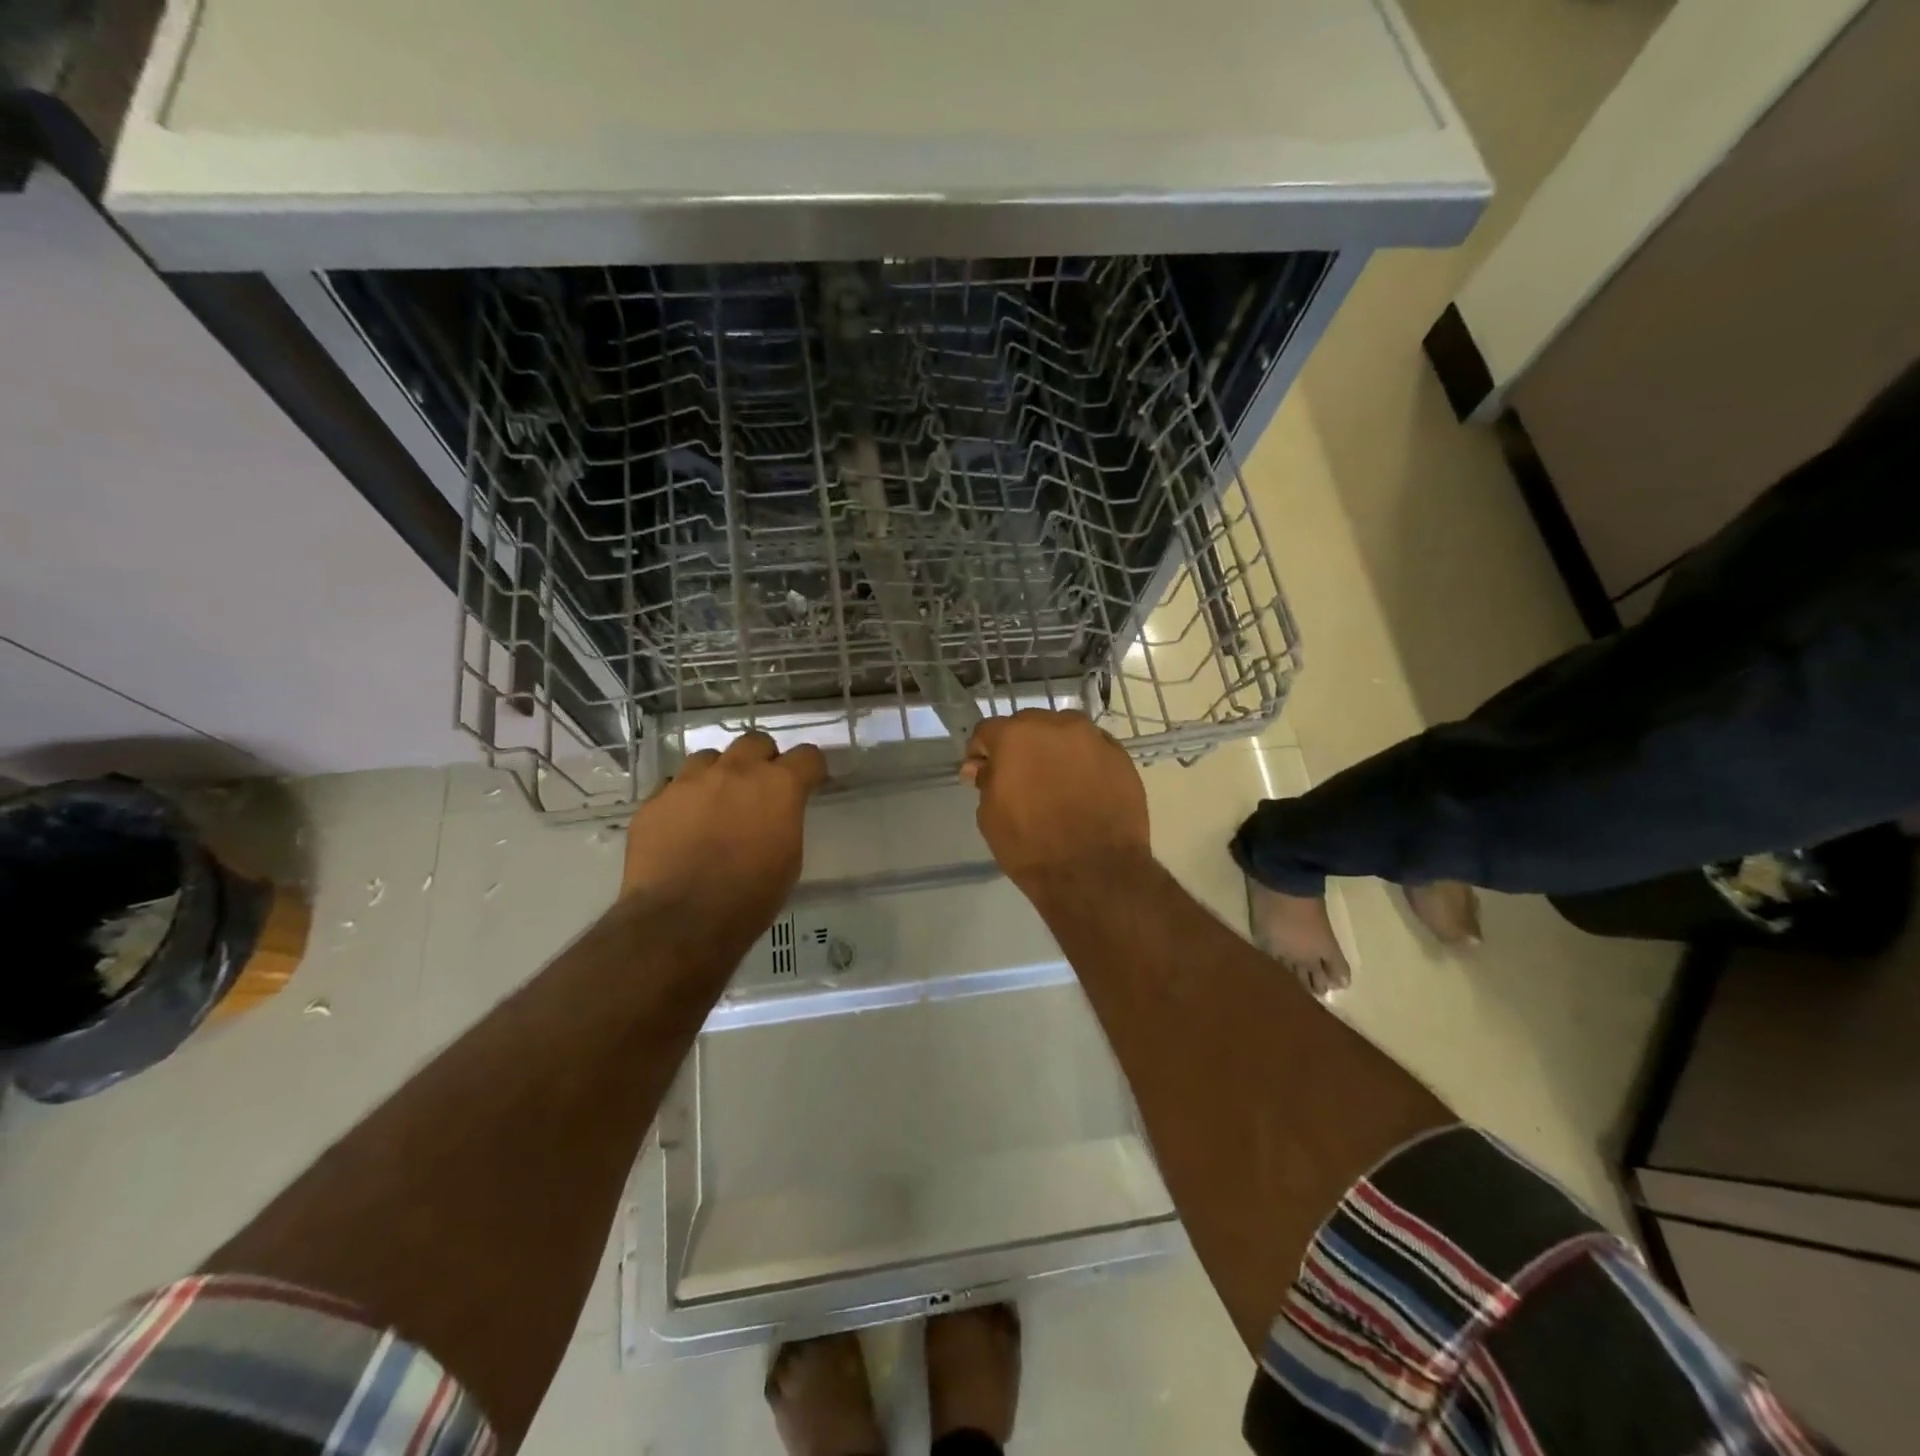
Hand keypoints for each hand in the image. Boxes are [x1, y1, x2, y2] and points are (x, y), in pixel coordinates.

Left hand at [623, 732, 827, 927]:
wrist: (681, 920)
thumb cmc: (750, 897)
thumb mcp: (789, 859)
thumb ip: (785, 821)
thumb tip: (776, 814)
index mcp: (778, 785)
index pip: (807, 755)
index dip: (811, 769)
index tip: (810, 783)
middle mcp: (735, 771)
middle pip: (755, 742)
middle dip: (763, 760)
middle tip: (762, 789)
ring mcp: (690, 781)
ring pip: (710, 758)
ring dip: (720, 774)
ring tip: (717, 804)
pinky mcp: (655, 800)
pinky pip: (674, 786)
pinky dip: (685, 798)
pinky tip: (684, 825)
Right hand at [960, 710, 1150, 892]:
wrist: (1094, 872)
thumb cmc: (1031, 847)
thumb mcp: (990, 816)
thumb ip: (986, 781)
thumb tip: (984, 767)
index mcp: (1016, 736)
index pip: (988, 730)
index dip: (981, 752)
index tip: (981, 773)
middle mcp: (1056, 725)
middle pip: (1029, 725)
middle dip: (1020, 747)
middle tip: (1021, 778)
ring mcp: (1093, 738)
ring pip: (1064, 733)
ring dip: (1054, 749)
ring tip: (1055, 782)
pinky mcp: (1121, 757)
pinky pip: (1093, 750)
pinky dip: (1083, 763)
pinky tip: (1083, 789)